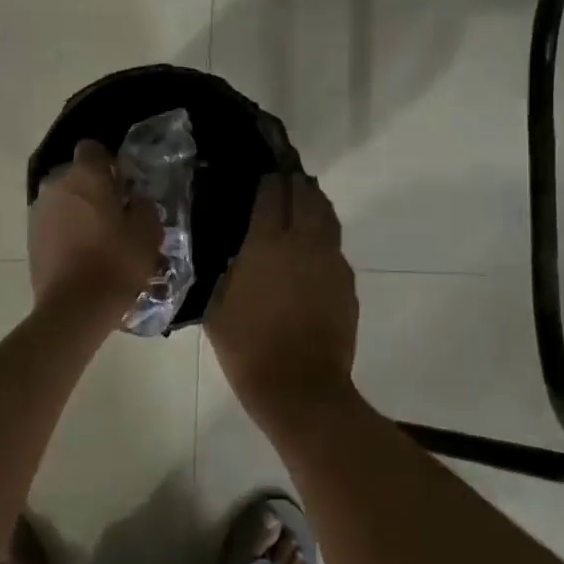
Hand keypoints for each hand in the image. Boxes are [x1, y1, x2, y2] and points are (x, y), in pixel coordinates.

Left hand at [28, 140, 162, 318]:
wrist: (74, 307)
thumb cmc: (116, 263)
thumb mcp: (148, 233)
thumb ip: (144, 206)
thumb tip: (136, 199)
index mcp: (85, 176)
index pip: (92, 147)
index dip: (109, 161)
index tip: (124, 182)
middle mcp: (56, 186)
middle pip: (75, 174)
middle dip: (93, 186)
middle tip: (115, 211)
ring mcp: (39, 212)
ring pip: (63, 199)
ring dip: (78, 209)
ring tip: (98, 236)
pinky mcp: (30, 238)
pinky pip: (53, 223)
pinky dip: (65, 230)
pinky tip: (82, 253)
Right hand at [207, 174, 357, 406]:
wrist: (300, 387)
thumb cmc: (248, 348)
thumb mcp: (216, 307)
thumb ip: (223, 271)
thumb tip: (231, 251)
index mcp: (267, 242)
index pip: (272, 193)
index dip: (267, 180)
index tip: (261, 175)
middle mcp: (304, 241)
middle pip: (306, 194)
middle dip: (295, 183)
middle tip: (283, 182)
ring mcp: (331, 260)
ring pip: (327, 215)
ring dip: (314, 204)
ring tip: (301, 203)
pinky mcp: (347, 280)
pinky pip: (335, 246)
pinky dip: (323, 237)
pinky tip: (311, 251)